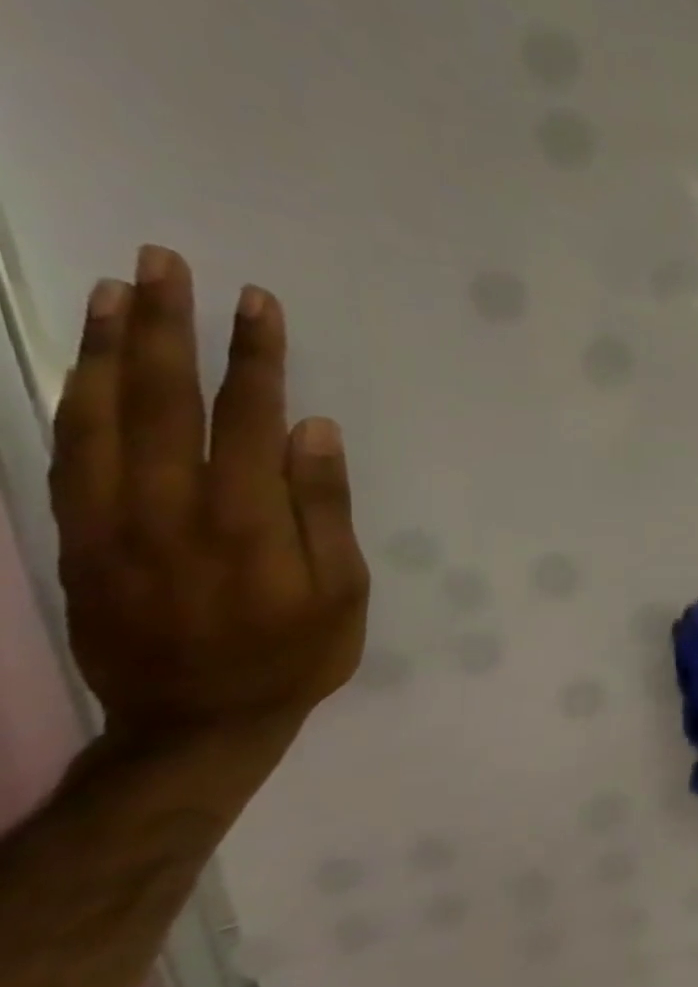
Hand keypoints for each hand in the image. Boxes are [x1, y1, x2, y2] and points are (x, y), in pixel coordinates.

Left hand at [49, 246, 368, 739]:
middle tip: (163, 264)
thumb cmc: (296, 653)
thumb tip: (313, 430)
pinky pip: (66, 455)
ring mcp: (109, 522)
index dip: (253, 355)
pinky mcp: (78, 539)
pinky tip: (86, 370)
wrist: (198, 722)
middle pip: (160, 399)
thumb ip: (323, 507)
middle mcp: (166, 507)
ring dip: (108, 350)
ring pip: (97, 417)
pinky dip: (72, 402)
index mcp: (242, 519)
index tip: (256, 301)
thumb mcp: (342, 589)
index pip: (245, 415)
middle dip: (166, 327)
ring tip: (116, 293)